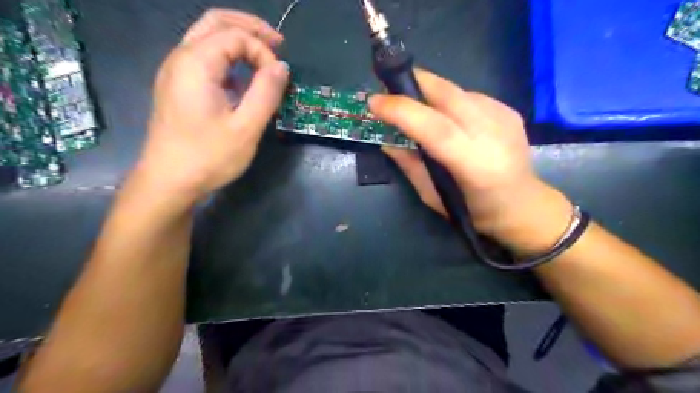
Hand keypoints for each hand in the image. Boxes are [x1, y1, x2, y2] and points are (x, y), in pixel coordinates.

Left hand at [134, 9, 289, 205]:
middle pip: (215, 23)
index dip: (263, 51)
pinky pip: (203, 59)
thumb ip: (266, 92)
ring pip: (207, 38)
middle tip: (278, 44)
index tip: (279, 79)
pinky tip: (241, 80)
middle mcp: (181, 59)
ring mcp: (175, 73)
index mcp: (195, 63)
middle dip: (250, 29)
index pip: (235, 36)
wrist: (169, 182)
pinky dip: (227, 59)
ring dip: (238, 42)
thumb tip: (281, 66)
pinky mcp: (178, 88)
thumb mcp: (246, 127)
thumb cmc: (208, 157)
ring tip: (264, 58)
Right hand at [368, 68, 570, 250]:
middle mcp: (492, 134)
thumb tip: (386, 141)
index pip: (434, 127)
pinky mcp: (509, 110)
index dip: (402, 110)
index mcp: (473, 165)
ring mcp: (504, 118)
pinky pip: (469, 96)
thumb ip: (409, 165)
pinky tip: (446, 115)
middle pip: (448, 94)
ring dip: (429, 91)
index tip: (374, 102)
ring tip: (416, 105)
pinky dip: (449, 100)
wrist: (523, 205)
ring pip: (457, 90)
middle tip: (390, 88)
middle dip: (413, 83)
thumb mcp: (432, 196)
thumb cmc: (473, 211)